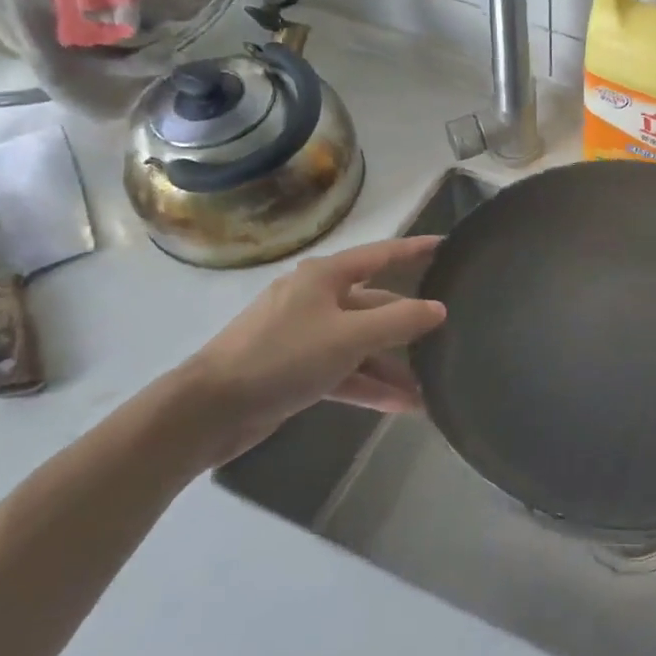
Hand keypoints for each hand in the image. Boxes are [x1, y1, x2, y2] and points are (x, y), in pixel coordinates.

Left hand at [174, 236, 446, 466]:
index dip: (415, 249)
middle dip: (408, 325)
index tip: (447, 246)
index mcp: (326, 276)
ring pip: (361, 344)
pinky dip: (369, 385)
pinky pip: (344, 371)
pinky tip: (402, 405)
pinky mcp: (296, 369)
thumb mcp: (350, 336)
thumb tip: (439, 308)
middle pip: (375, 304)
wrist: (208, 410)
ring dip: (392, 366)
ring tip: (430, 387)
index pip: (382, 254)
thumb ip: (400, 320)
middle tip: (447, 334)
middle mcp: (316, 298)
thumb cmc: (283, 356)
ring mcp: (304, 335)